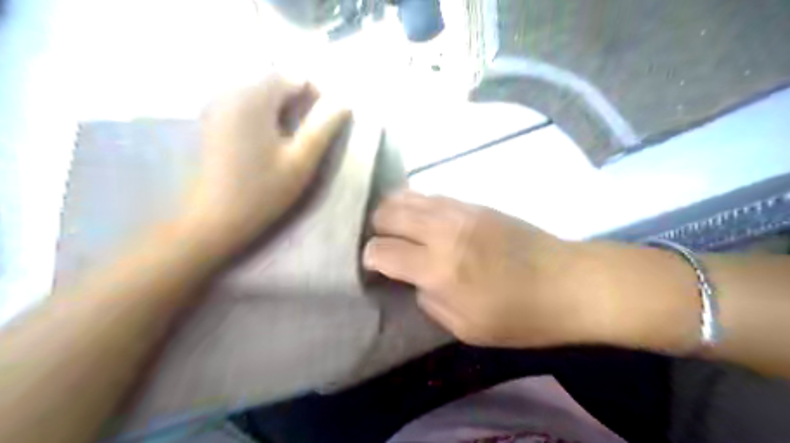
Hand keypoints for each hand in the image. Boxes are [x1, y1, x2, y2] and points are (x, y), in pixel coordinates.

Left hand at [184, 75, 348, 250]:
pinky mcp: (212, 120)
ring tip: (289, 142)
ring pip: (261, 94)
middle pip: (275, 82)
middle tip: (307, 137)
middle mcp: (230, 92)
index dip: (315, 96)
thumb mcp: (301, 161)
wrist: (215, 217)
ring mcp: (217, 105)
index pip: (293, 77)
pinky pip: (245, 105)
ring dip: (282, 111)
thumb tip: (343, 104)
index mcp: (252, 98)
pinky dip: (264, 116)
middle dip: (298, 103)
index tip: (322, 125)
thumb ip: (323, 128)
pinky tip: (267, 143)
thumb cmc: (263, 191)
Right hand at [362, 190, 605, 348]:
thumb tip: (415, 279)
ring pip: (407, 197)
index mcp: (439, 269)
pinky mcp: (475, 203)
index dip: (370, 257)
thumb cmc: (520, 316)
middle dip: (376, 227)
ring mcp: (460, 212)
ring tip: (394, 226)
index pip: (383, 251)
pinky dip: (416, 203)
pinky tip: (419, 215)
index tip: (372, 265)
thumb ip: (430, 301)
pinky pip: (432, 195)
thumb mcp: (467, 329)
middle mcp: (443, 232)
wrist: (568, 281)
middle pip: (388, 213)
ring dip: (393, 210)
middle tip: (382, 243)